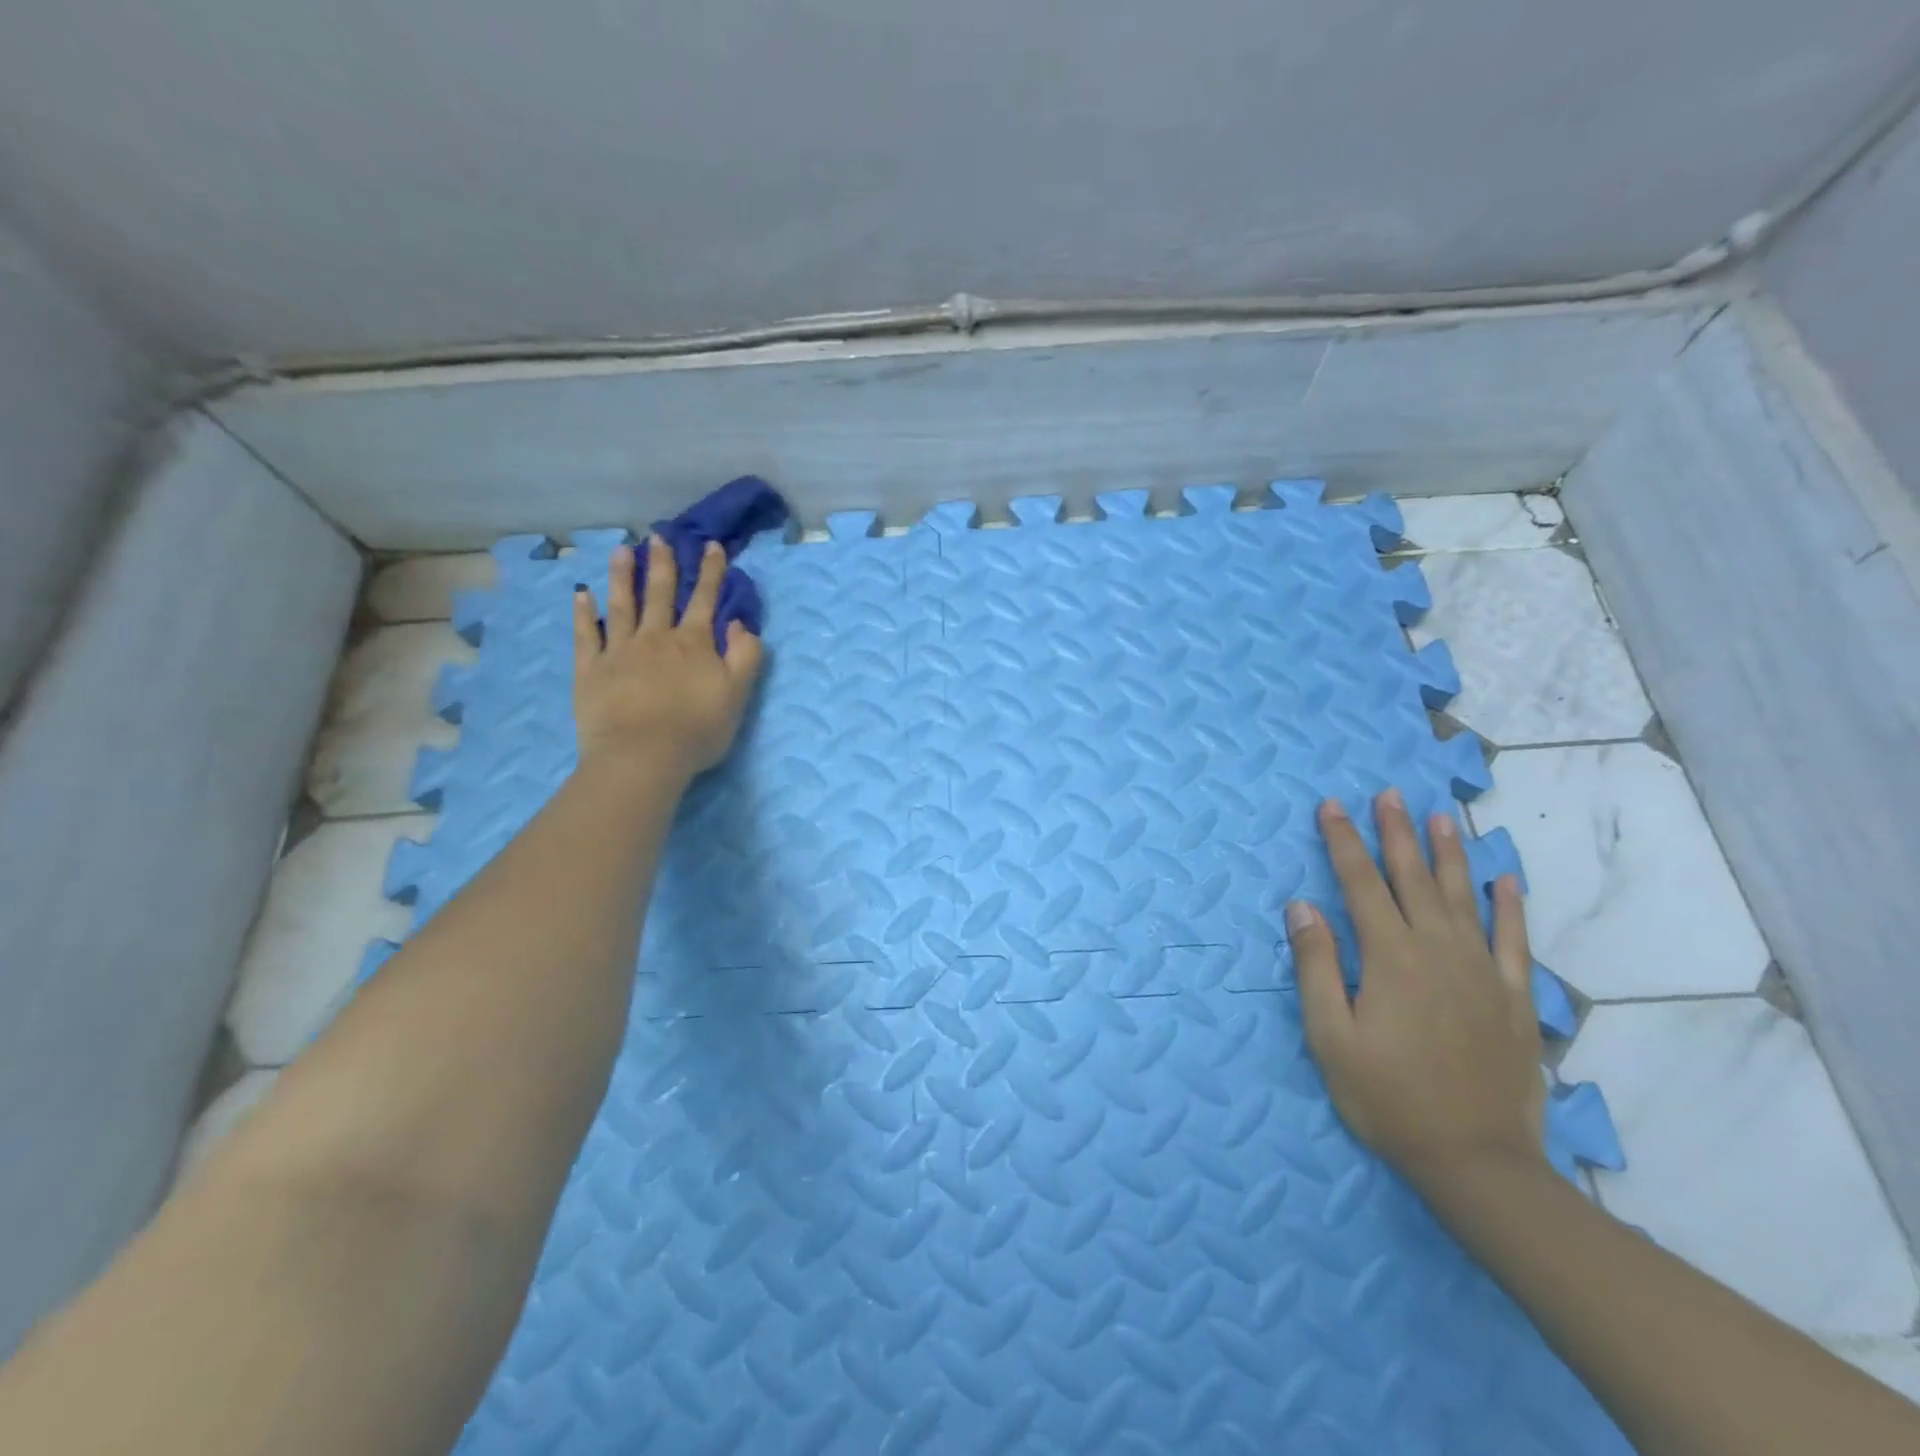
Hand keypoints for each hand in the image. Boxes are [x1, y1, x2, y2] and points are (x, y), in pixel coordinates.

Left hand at [572, 537, 764, 780]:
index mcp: (693, 644)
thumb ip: (746, 656)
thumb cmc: (697, 729)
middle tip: (659, 537)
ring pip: (622, 605)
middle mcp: (656, 638)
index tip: (711, 546)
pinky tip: (582, 595)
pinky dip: (584, 613)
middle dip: (663, 564)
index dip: (710, 572)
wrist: (643, 755)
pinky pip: (586, 635)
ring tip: (621, 550)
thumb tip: (741, 623)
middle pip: (660, 594)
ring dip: (622, 576)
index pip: (705, 600)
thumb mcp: (738, 694)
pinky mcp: (591, 669)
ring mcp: (619, 651)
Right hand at [1287, 790, 1545, 1194]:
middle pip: (1412, 878)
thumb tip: (1302, 906)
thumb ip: (1316, 966)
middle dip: (1396, 832)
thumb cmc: (1388, 1097)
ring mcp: (1481, 971)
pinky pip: (1514, 939)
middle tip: (1389, 793)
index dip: (1343, 841)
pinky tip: (1506, 879)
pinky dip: (1509, 906)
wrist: (1476, 1160)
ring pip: (1464, 896)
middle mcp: (1437, 949)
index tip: (1331, 806)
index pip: (1360, 883)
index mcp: (1389, 957)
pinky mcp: (1512, 997)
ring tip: (1440, 817)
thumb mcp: (1330, 1036)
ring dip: (1449, 854)